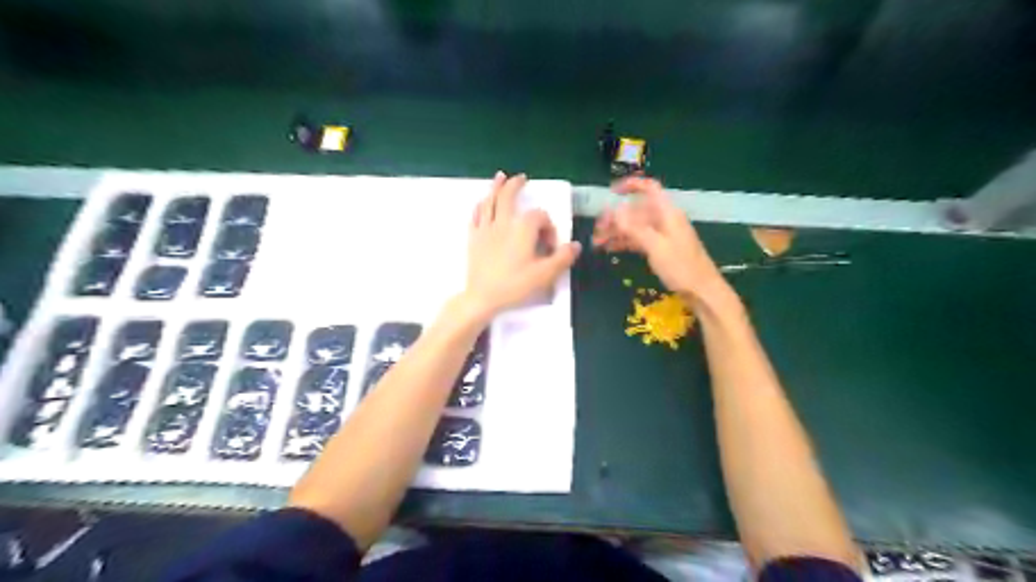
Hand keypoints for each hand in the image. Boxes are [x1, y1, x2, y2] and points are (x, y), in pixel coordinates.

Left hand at [465, 172, 580, 317]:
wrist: (482, 297)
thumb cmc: (515, 285)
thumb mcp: (544, 274)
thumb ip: (562, 258)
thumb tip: (575, 245)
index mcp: (522, 229)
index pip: (539, 217)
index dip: (548, 227)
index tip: (550, 246)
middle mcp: (503, 223)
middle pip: (508, 197)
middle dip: (516, 186)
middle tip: (522, 178)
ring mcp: (485, 229)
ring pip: (490, 202)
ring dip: (495, 187)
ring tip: (500, 176)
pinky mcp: (473, 239)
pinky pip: (476, 216)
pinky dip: (480, 206)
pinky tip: (481, 203)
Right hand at [590, 175, 726, 303]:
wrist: (702, 291)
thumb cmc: (682, 267)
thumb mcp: (656, 246)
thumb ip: (635, 228)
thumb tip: (614, 210)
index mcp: (667, 213)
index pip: (649, 188)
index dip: (631, 186)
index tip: (611, 193)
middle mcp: (664, 220)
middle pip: (637, 211)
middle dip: (616, 217)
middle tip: (597, 230)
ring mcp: (663, 234)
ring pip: (635, 226)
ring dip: (617, 232)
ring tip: (597, 243)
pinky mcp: (660, 249)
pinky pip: (639, 239)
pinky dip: (625, 242)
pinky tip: (610, 249)